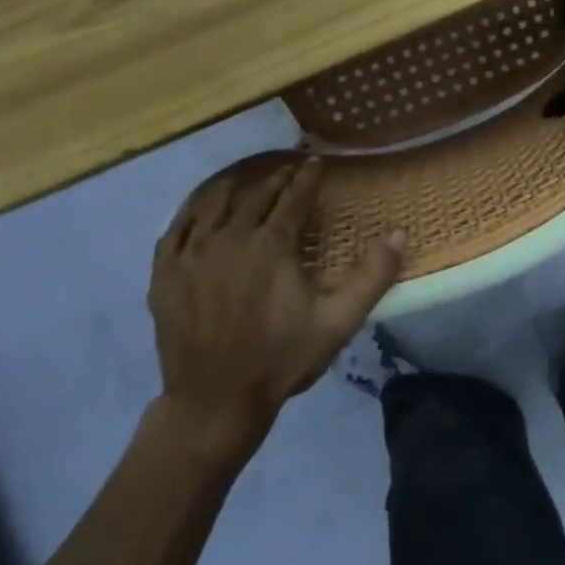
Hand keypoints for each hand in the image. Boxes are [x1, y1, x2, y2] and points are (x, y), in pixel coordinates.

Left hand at [147, 158, 402, 467]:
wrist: (214, 402)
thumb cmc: (281, 359)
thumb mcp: (338, 321)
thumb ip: (372, 276)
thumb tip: (399, 234)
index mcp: (270, 246)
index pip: (292, 199)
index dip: (307, 178)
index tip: (316, 162)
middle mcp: (228, 240)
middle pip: (254, 197)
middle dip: (275, 180)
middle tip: (288, 169)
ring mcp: (190, 256)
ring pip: (212, 206)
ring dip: (233, 189)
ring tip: (245, 181)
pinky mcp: (165, 276)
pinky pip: (176, 230)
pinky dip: (192, 213)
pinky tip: (199, 211)